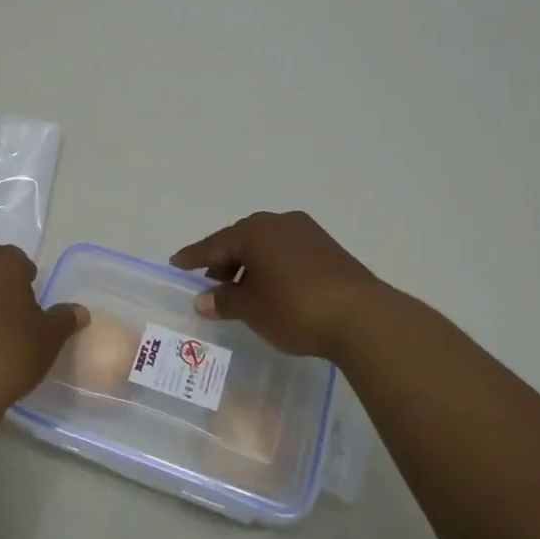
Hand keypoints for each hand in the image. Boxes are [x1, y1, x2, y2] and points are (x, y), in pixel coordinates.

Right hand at [171, 211, 386, 362]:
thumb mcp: (252, 309)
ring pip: (266, 246)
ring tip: (242, 292)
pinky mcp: (327, 248)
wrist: (362, 316)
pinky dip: (272, 267)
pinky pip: (287, 252)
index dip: (194, 257)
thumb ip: (224, 301)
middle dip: (224, 261)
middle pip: (241, 240)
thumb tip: (203, 299)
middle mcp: (279, 222)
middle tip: (210, 283)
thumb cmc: (295, 308)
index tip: (176, 263)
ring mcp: (307, 232)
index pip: (214, 244)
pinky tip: (272, 289)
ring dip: (250, 265)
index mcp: (254, 231)